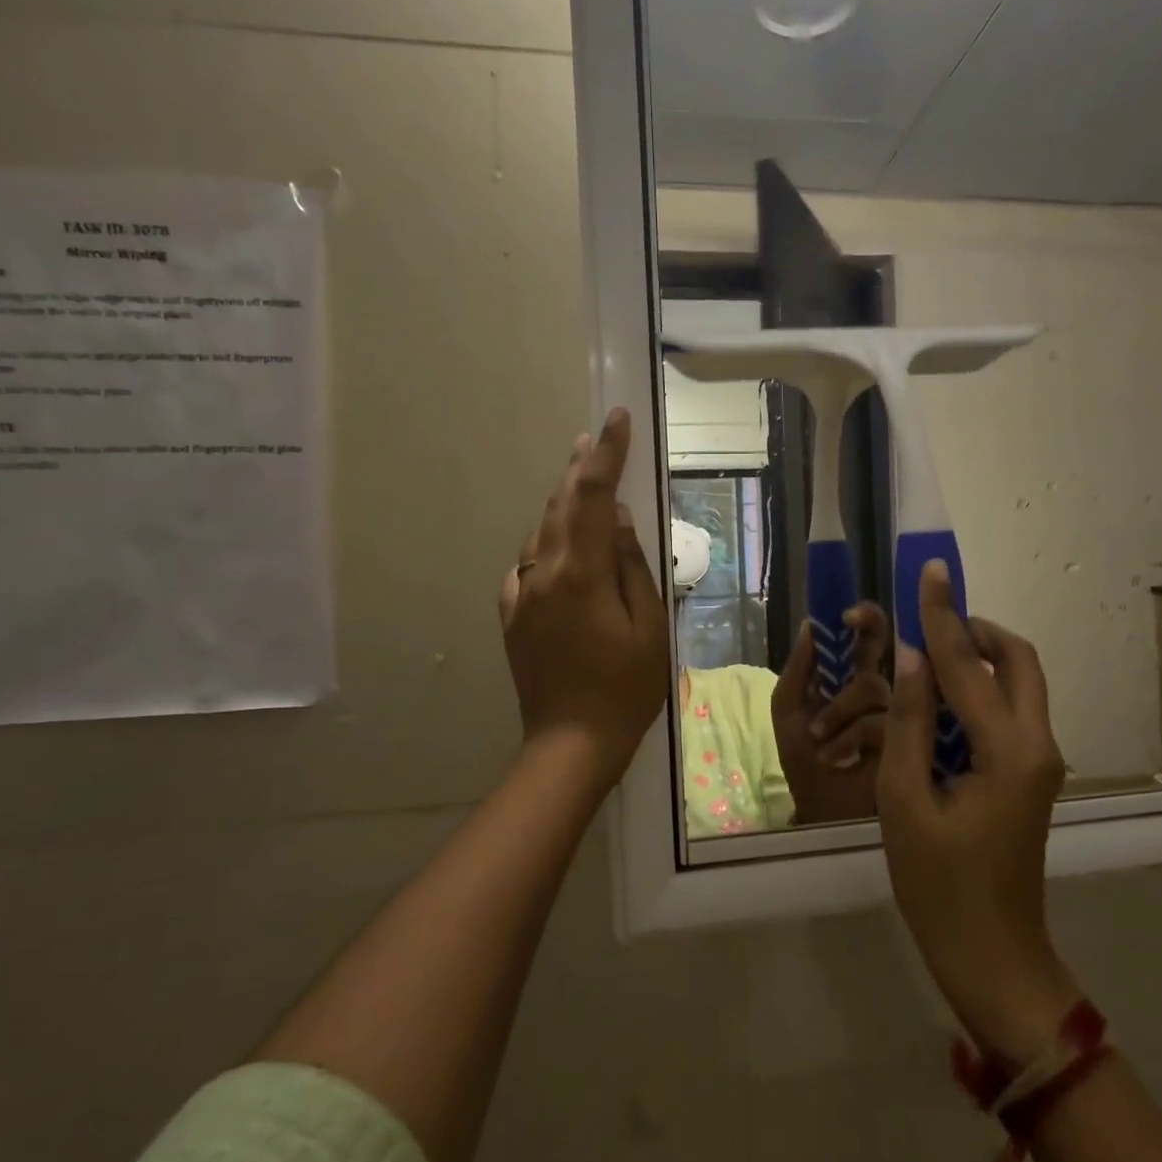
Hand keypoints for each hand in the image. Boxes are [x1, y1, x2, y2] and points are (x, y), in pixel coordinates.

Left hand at [498, 409, 670, 796]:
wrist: (570, 742)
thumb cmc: (626, 688)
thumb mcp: (649, 626)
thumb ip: (633, 565)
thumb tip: (622, 519)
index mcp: (581, 573)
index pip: (594, 496)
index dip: (607, 454)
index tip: (617, 418)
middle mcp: (542, 573)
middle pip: (560, 505)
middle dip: (579, 467)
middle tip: (595, 437)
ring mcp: (521, 594)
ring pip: (542, 531)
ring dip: (563, 502)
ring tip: (583, 482)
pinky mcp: (512, 615)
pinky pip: (528, 563)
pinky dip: (548, 542)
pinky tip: (561, 546)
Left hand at [770, 602, 890, 825]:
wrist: (820, 808)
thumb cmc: (804, 758)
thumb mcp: (788, 709)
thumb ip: (798, 669)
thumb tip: (809, 624)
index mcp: (850, 677)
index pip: (865, 637)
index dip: (863, 618)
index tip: (845, 615)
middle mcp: (879, 687)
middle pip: (886, 644)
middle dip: (870, 625)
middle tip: (852, 621)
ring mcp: (895, 711)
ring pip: (873, 686)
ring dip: (838, 710)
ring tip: (821, 737)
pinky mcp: (906, 739)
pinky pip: (878, 721)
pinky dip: (850, 736)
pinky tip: (837, 755)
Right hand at [876, 560, 1077, 1067]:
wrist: (992, 957)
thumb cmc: (939, 886)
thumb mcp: (905, 801)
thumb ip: (910, 723)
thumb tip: (912, 659)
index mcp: (1009, 751)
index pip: (968, 665)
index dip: (942, 615)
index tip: (929, 570)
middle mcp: (1038, 745)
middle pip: (1019, 661)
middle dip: (977, 630)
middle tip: (930, 620)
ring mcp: (1040, 760)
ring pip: (1019, 683)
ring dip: (978, 659)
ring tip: (926, 656)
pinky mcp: (1031, 774)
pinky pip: (1010, 711)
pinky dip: (979, 690)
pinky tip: (939, 700)